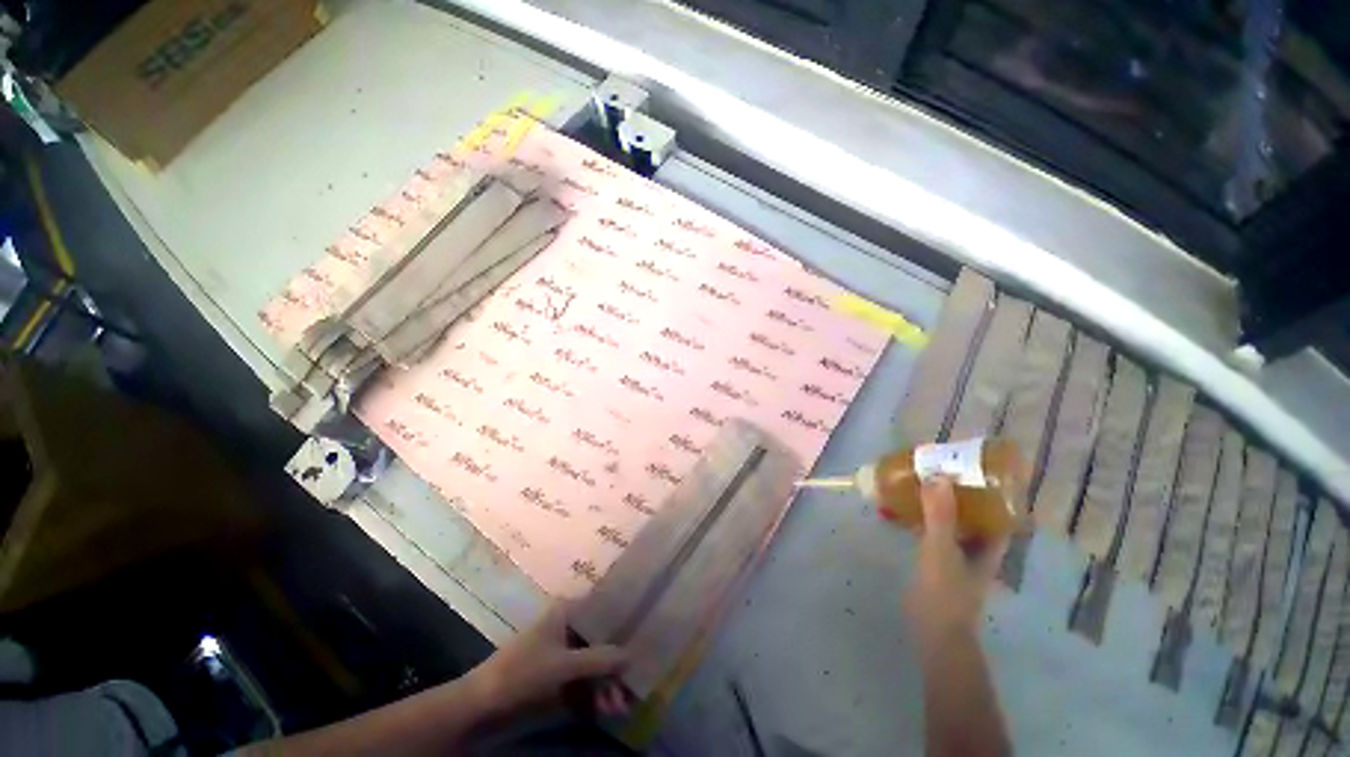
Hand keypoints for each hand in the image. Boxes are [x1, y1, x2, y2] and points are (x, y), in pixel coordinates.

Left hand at [467, 602, 628, 717]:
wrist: (480, 707)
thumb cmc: (522, 673)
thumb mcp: (564, 666)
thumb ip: (599, 660)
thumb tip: (631, 656)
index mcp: (567, 613)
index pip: (602, 610)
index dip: (622, 623)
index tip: (642, 637)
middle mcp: (567, 628)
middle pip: (600, 642)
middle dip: (614, 668)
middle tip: (629, 690)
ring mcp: (561, 654)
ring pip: (593, 665)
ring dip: (605, 687)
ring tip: (617, 709)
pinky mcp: (555, 678)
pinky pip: (582, 683)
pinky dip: (593, 696)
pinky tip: (605, 711)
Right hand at [904, 478, 1006, 646]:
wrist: (934, 630)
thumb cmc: (946, 590)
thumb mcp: (941, 548)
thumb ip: (940, 514)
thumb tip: (937, 476)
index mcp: (989, 542)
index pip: (997, 507)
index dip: (988, 486)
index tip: (969, 465)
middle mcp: (977, 544)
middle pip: (971, 510)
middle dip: (955, 489)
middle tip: (935, 467)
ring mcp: (957, 552)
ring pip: (949, 518)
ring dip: (935, 501)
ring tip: (916, 480)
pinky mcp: (937, 559)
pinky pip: (930, 529)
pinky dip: (918, 517)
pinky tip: (899, 508)